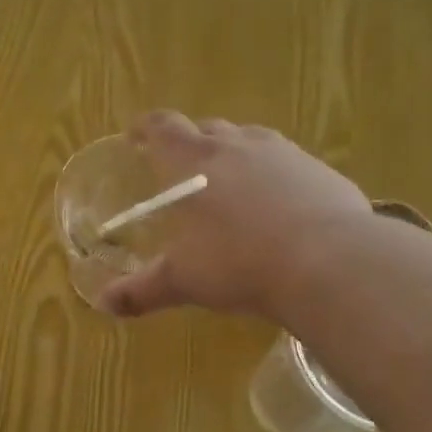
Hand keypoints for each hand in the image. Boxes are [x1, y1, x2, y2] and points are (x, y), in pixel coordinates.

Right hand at [99, 111, 374, 321]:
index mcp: (195, 161)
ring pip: (250, 139)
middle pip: (207, 128)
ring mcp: (283, 153)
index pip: (163, 127)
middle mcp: (237, 144)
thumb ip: (141, 290)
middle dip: (191, 142)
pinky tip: (279, 206)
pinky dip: (273, 175)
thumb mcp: (183, 281)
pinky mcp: (319, 169)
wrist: (327, 262)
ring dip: (234, 154)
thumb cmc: (239, 263)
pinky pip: (287, 162)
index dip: (146, 127)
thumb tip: (104, 304)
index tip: (137, 135)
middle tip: (184, 169)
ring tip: (231, 185)